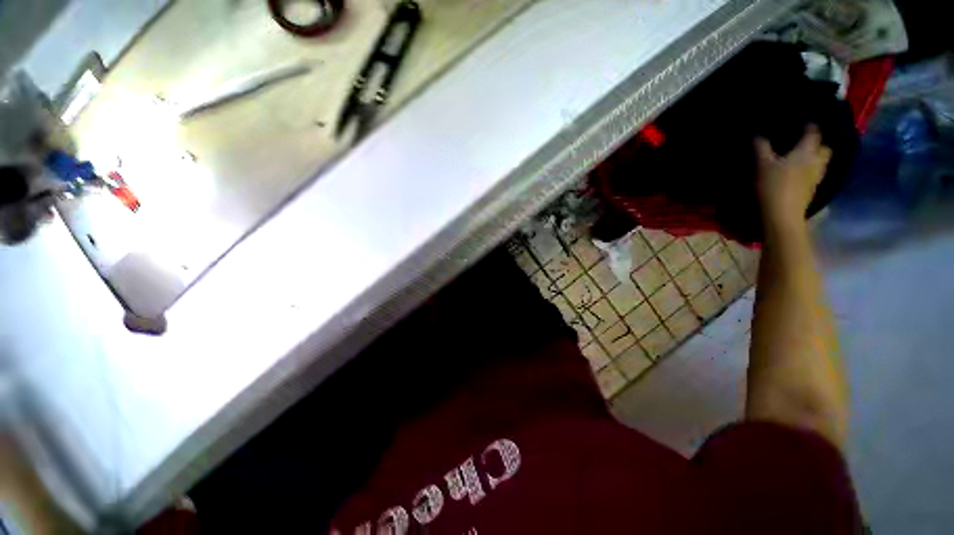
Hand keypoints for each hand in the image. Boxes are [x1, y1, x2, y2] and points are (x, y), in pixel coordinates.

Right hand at [755, 125, 831, 229]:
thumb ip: (761, 149)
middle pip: (824, 149)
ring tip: (805, 157)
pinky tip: (801, 173)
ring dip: (816, 158)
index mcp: (806, 152)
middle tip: (808, 142)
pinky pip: (815, 175)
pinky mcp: (811, 191)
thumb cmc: (773, 186)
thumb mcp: (762, 165)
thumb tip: (758, 135)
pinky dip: (810, 171)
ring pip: (822, 163)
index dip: (810, 126)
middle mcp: (816, 162)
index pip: (814, 134)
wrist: (781, 215)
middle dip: (819, 143)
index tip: (806, 122)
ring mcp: (816, 178)